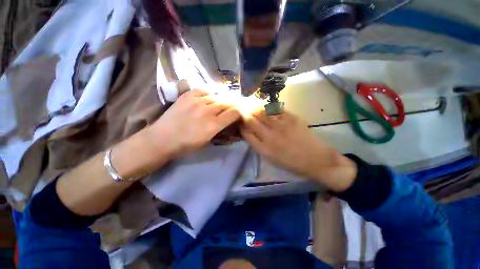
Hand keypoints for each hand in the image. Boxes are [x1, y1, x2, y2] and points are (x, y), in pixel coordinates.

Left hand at [147, 89, 240, 157]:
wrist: (162, 139)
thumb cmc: (186, 145)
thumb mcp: (207, 141)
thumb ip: (219, 128)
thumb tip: (227, 120)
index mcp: (214, 125)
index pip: (234, 113)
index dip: (238, 113)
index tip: (237, 115)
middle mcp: (208, 111)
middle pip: (226, 103)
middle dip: (231, 106)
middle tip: (230, 108)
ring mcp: (197, 101)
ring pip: (216, 96)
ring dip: (220, 100)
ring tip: (218, 104)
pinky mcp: (187, 95)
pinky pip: (203, 90)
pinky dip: (208, 94)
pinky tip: (207, 98)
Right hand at [240, 110, 356, 191]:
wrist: (314, 158)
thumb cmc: (290, 162)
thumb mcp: (270, 158)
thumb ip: (258, 145)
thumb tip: (249, 132)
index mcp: (264, 149)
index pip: (246, 133)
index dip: (241, 126)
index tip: (240, 123)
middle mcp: (270, 136)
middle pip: (251, 121)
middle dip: (244, 115)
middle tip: (243, 111)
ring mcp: (281, 126)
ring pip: (262, 112)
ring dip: (254, 108)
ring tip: (252, 106)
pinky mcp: (292, 118)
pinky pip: (276, 109)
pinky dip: (268, 107)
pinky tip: (266, 106)